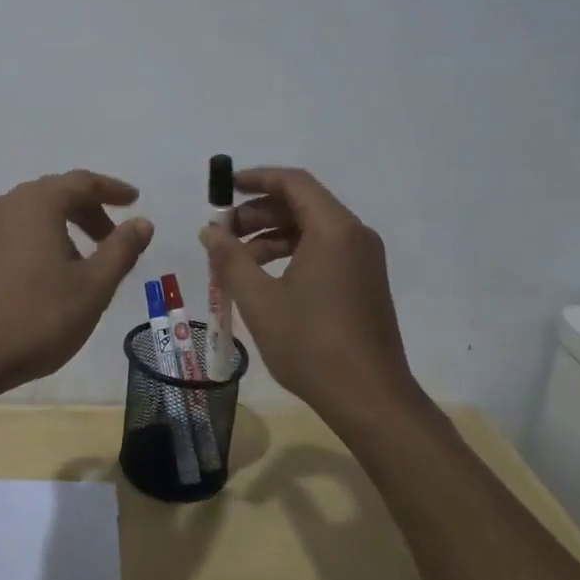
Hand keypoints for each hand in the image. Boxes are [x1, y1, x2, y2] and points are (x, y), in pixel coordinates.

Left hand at [0, 170, 153, 395]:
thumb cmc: (37, 319)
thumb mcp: (93, 287)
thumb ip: (121, 249)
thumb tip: (142, 222)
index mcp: (37, 204)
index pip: (81, 182)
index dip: (111, 189)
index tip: (134, 200)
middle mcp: (4, 206)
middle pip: (53, 195)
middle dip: (86, 211)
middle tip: (111, 237)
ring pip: (29, 216)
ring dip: (59, 228)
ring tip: (80, 262)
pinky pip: (9, 237)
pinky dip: (33, 244)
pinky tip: (40, 277)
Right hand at [198, 166, 417, 417]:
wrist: (371, 400)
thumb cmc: (311, 344)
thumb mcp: (259, 299)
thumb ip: (230, 258)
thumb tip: (209, 231)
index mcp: (334, 229)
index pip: (293, 182)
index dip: (255, 179)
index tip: (223, 189)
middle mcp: (354, 235)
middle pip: (301, 204)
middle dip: (258, 212)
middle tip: (222, 232)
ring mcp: (362, 260)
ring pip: (310, 229)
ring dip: (270, 235)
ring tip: (236, 261)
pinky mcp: (363, 282)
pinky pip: (323, 250)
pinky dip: (290, 254)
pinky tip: (263, 279)